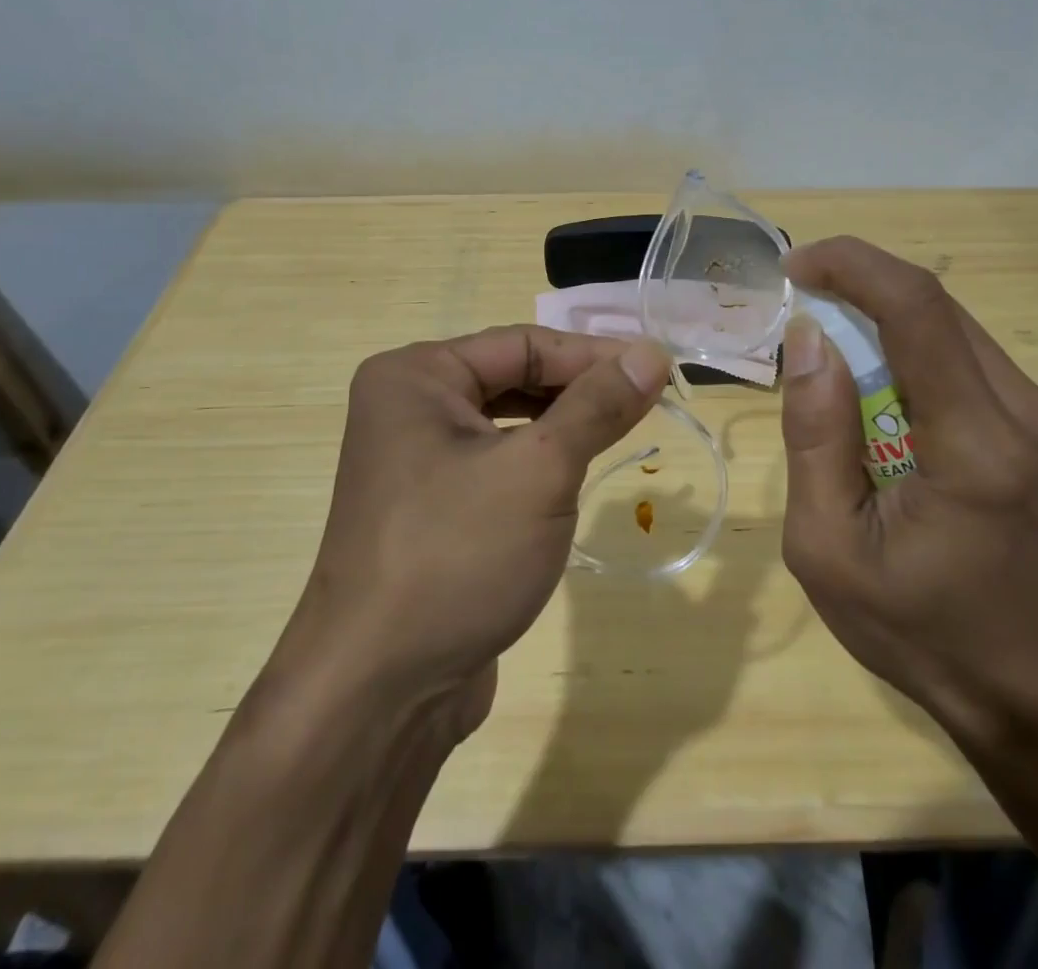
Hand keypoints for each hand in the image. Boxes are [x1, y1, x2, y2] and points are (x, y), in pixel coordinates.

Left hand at [272, 325, 667, 740]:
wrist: (378, 695)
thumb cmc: (457, 557)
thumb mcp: (540, 471)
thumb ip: (597, 406)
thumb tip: (652, 353)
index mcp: (415, 376)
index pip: (523, 344)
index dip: (595, 354)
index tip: (659, 369)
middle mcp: (407, 407)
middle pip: (513, 377)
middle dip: (580, 388)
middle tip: (648, 401)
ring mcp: (415, 461)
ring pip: (508, 422)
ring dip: (564, 425)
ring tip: (622, 430)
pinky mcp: (431, 507)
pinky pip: (496, 463)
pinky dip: (539, 462)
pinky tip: (575, 476)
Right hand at [778, 237, 1037, 749]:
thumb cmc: (920, 633)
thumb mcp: (828, 547)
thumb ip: (815, 434)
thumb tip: (809, 338)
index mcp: (979, 449)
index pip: (917, 311)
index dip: (853, 266)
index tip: (797, 265)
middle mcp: (1033, 418)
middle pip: (939, 310)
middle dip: (862, 292)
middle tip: (804, 313)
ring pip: (958, 332)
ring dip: (889, 326)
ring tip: (838, 363)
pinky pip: (976, 366)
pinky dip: (920, 358)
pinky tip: (890, 402)